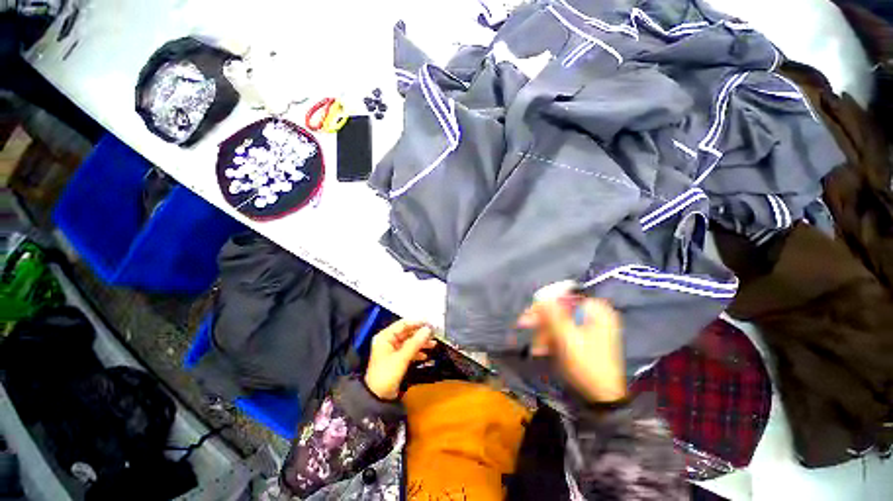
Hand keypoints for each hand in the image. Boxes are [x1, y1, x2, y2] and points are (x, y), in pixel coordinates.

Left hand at [365, 320, 435, 399]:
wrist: (377, 398)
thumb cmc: (386, 375)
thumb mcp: (402, 357)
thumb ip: (415, 342)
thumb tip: (428, 329)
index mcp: (385, 337)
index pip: (403, 324)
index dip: (417, 323)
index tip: (430, 323)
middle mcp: (388, 341)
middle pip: (407, 332)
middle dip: (420, 334)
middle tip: (434, 334)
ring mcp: (392, 350)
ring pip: (409, 342)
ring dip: (421, 343)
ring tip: (433, 344)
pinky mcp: (396, 359)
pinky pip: (408, 351)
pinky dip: (417, 352)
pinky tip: (425, 355)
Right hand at [518, 292, 626, 402]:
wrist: (601, 396)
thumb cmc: (587, 364)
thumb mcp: (567, 338)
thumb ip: (553, 315)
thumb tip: (541, 297)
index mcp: (596, 310)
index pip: (565, 296)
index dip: (545, 302)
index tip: (530, 311)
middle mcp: (593, 315)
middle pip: (560, 310)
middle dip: (541, 320)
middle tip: (522, 323)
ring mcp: (588, 328)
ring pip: (559, 322)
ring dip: (544, 333)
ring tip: (534, 347)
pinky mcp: (583, 339)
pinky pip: (563, 333)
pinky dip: (551, 340)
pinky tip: (541, 350)